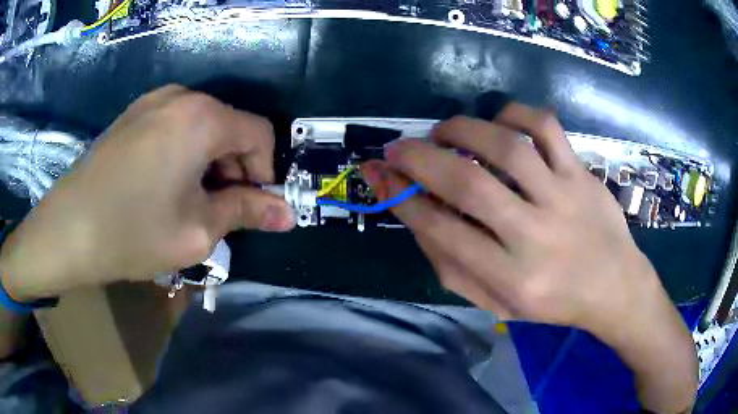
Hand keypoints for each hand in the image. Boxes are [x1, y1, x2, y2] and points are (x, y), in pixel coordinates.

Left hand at [0, 85, 294, 301]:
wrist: (67, 229)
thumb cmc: (133, 232)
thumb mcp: (197, 229)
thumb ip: (246, 213)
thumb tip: (288, 214)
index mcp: (203, 117)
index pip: (260, 133)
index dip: (265, 172)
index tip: (251, 206)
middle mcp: (181, 97)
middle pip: (230, 126)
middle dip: (235, 169)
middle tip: (219, 211)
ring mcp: (152, 101)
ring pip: (202, 126)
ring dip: (209, 163)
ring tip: (189, 202)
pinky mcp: (133, 115)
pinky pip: (175, 126)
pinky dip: (184, 154)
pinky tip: (164, 186)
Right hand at [361, 103, 695, 411]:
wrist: (614, 287)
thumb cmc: (553, 302)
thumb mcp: (496, 303)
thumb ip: (452, 266)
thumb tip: (416, 214)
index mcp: (510, 278)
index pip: (442, 231)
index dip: (402, 198)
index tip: (380, 175)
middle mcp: (535, 236)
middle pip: (468, 185)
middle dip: (420, 159)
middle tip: (398, 147)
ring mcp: (563, 198)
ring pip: (506, 148)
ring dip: (462, 130)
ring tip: (443, 131)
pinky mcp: (582, 174)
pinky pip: (546, 128)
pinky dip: (515, 114)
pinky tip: (498, 121)